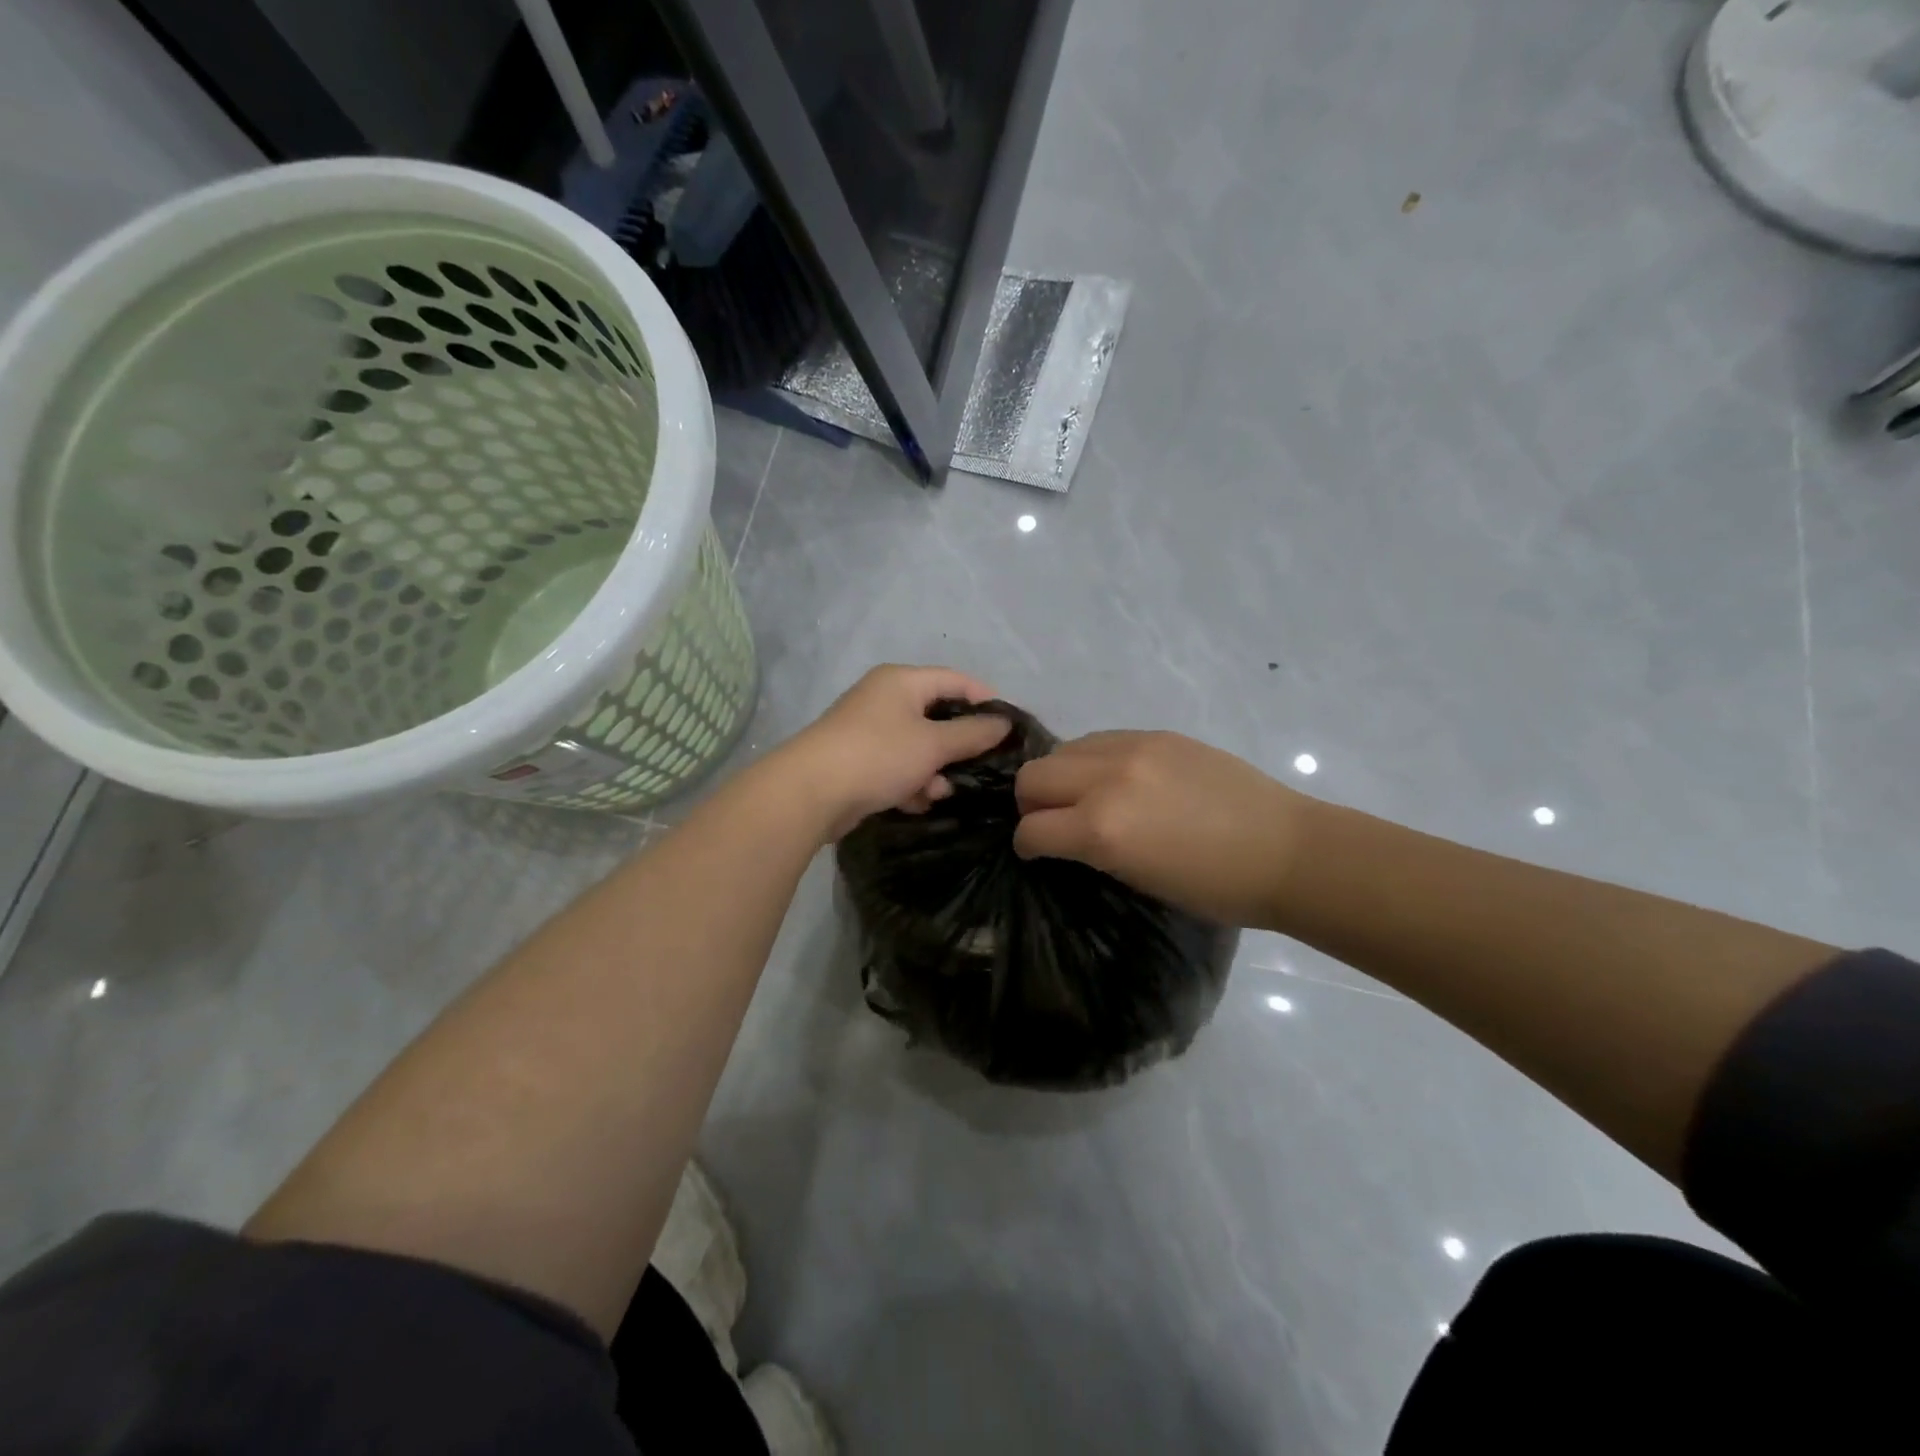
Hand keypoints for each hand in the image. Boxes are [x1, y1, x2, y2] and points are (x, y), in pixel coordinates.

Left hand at [780, 665, 1011, 839]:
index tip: (1009, 727)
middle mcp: (883, 698)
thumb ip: (972, 733)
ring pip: (916, 746)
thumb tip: (1003, 723)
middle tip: (980, 766)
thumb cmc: (879, 755)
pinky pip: (895, 766)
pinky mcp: (857, 760)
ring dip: (932, 770)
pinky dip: (909, 782)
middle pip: (935, 715)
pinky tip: (915, 802)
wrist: (810, 792)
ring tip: (938, 793)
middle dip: (956, 745)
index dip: (984, 699)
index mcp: (901, 681)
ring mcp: (867, 730)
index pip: (954, 680)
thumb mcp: (933, 744)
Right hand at [1013, 731, 1307, 927]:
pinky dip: (1093, 760)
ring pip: (1063, 750)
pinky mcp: (1157, 734)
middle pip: (1033, 777)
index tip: (1037, 852)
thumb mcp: (1138, 880)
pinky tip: (1117, 778)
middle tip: (1054, 821)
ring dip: (1061, 776)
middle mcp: (1106, 780)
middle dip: (1032, 803)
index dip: (1028, 845)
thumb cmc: (1215, 888)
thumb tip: (1064, 834)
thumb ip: (1092, 850)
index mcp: (1101, 829)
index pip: (1031, 829)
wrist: (1286, 850)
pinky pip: (1101, 739)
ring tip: (1085, 795)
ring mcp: (1133, 749)